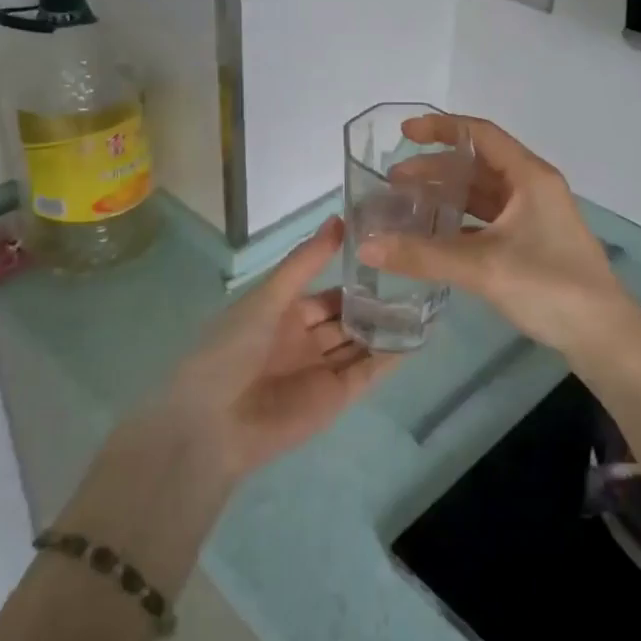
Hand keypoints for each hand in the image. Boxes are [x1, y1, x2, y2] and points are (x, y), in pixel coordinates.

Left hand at [157, 216, 395, 476]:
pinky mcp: (335, 397)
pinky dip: (390, 358)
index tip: (390, 258)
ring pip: (361, 343)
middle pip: (348, 318)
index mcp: (284, 314)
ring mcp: (321, 369)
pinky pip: (367, 372)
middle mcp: (305, 340)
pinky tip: (417, 337)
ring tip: (427, 304)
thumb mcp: (269, 296)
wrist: (213, 422)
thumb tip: (340, 218)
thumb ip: (306, 261)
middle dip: (376, 303)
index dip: (355, 278)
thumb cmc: (233, 348)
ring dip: (387, 328)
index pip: (328, 293)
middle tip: (417, 279)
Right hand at [358, 114, 635, 364]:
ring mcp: (534, 218)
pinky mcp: (532, 244)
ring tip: (406, 206)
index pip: (480, 135)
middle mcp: (532, 189)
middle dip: (435, 170)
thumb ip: (423, 255)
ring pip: (482, 196)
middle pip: (477, 166)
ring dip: (446, 197)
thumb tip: (365, 245)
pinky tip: (433, 237)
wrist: (603, 336)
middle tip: (394, 182)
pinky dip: (459, 224)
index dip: (441, 129)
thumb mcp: (482, 267)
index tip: (404, 135)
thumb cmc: (549, 286)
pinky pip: (487, 222)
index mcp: (529, 177)